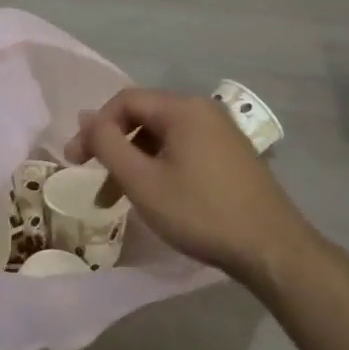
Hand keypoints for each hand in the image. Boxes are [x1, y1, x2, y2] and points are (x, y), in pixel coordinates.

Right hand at [66, 87, 314, 285]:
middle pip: (144, 117)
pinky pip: (183, 150)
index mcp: (183, 109)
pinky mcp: (231, 156)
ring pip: (163, 138)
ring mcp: (221, 133)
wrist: (272, 248)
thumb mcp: (143, 181)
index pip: (125, 101)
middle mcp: (203, 111)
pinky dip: (160, 168)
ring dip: (135, 163)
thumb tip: (86, 117)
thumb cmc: (201, 212)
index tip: (76, 162)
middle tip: (93, 181)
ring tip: (118, 201)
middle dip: (114, 148)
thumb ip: (108, 145)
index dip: (95, 127)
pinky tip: (155, 198)